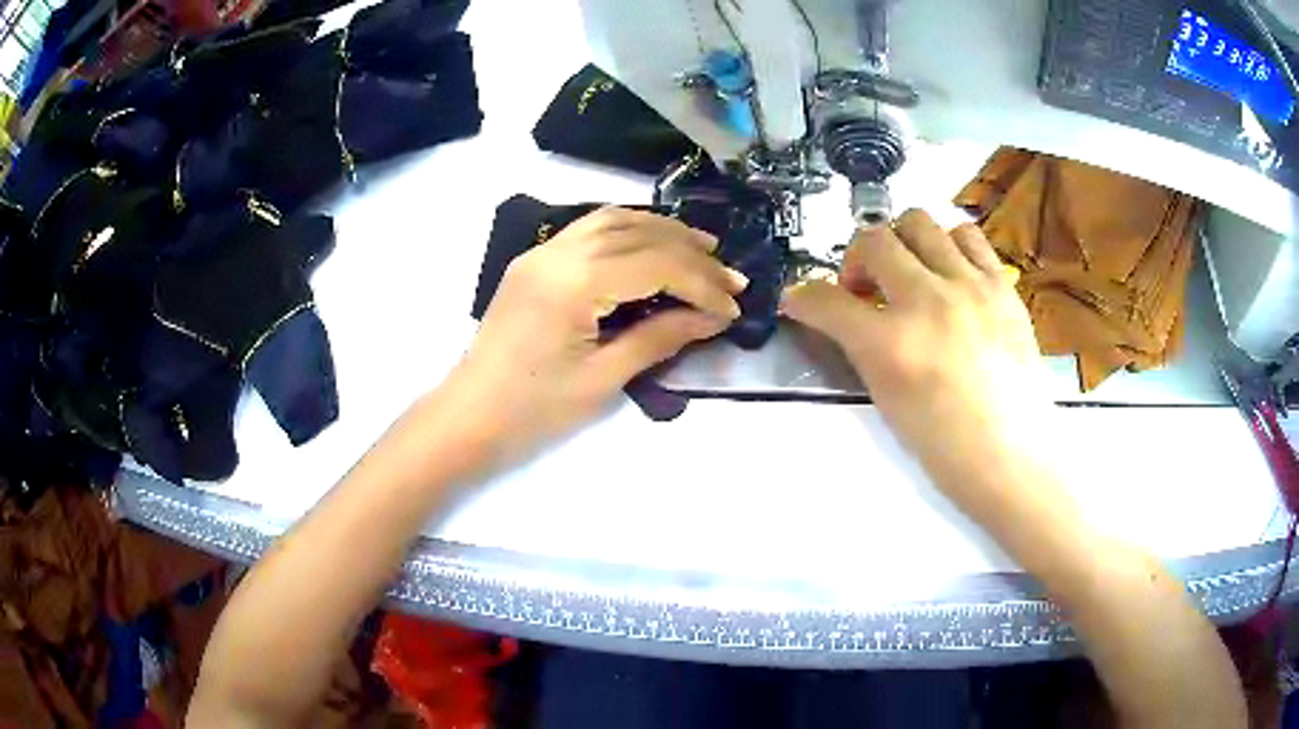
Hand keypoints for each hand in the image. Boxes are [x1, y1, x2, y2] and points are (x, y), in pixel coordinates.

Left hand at [447, 206, 747, 460]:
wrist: (469, 416)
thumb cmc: (534, 410)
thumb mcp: (604, 379)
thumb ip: (660, 338)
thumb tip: (712, 317)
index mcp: (573, 282)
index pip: (655, 264)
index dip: (701, 283)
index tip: (733, 305)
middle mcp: (557, 251)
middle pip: (638, 234)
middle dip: (690, 251)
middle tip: (729, 275)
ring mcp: (542, 251)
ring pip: (614, 220)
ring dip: (663, 230)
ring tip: (703, 248)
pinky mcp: (535, 260)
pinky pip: (591, 229)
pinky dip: (630, 229)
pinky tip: (653, 244)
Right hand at [781, 209, 1051, 508]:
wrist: (1010, 456)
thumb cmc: (944, 445)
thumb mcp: (887, 398)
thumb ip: (862, 348)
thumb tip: (844, 317)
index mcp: (891, 344)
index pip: (826, 301)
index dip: (802, 297)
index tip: (800, 301)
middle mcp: (927, 300)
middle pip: (873, 240)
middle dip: (856, 260)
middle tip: (867, 289)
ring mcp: (970, 286)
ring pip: (919, 222)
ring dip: (903, 243)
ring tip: (912, 273)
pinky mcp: (1001, 285)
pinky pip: (968, 236)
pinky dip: (949, 246)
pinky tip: (951, 273)